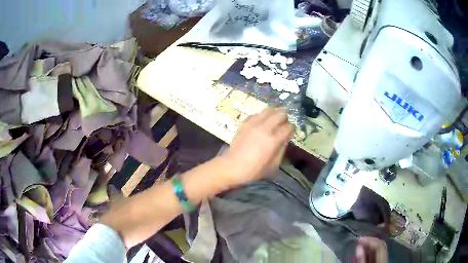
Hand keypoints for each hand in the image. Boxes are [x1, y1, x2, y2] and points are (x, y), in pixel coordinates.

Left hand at [222, 107, 294, 185]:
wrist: (233, 166)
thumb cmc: (254, 170)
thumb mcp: (273, 165)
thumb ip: (282, 149)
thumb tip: (286, 138)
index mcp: (273, 140)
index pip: (288, 127)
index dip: (292, 128)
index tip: (291, 131)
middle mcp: (264, 128)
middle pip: (280, 114)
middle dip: (285, 117)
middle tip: (284, 122)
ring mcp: (253, 124)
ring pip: (268, 110)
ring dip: (274, 112)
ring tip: (274, 118)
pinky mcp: (244, 123)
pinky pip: (256, 114)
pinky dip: (261, 116)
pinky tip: (261, 121)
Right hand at [355, 237, 387, 262]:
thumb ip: (361, 260)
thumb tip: (358, 247)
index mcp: (382, 260)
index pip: (378, 245)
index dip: (369, 240)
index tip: (359, 239)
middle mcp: (386, 257)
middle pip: (381, 244)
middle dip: (371, 241)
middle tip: (360, 241)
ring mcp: (385, 259)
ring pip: (381, 247)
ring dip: (371, 245)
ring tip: (362, 245)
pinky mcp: (383, 261)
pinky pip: (379, 252)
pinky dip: (372, 250)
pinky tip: (366, 250)